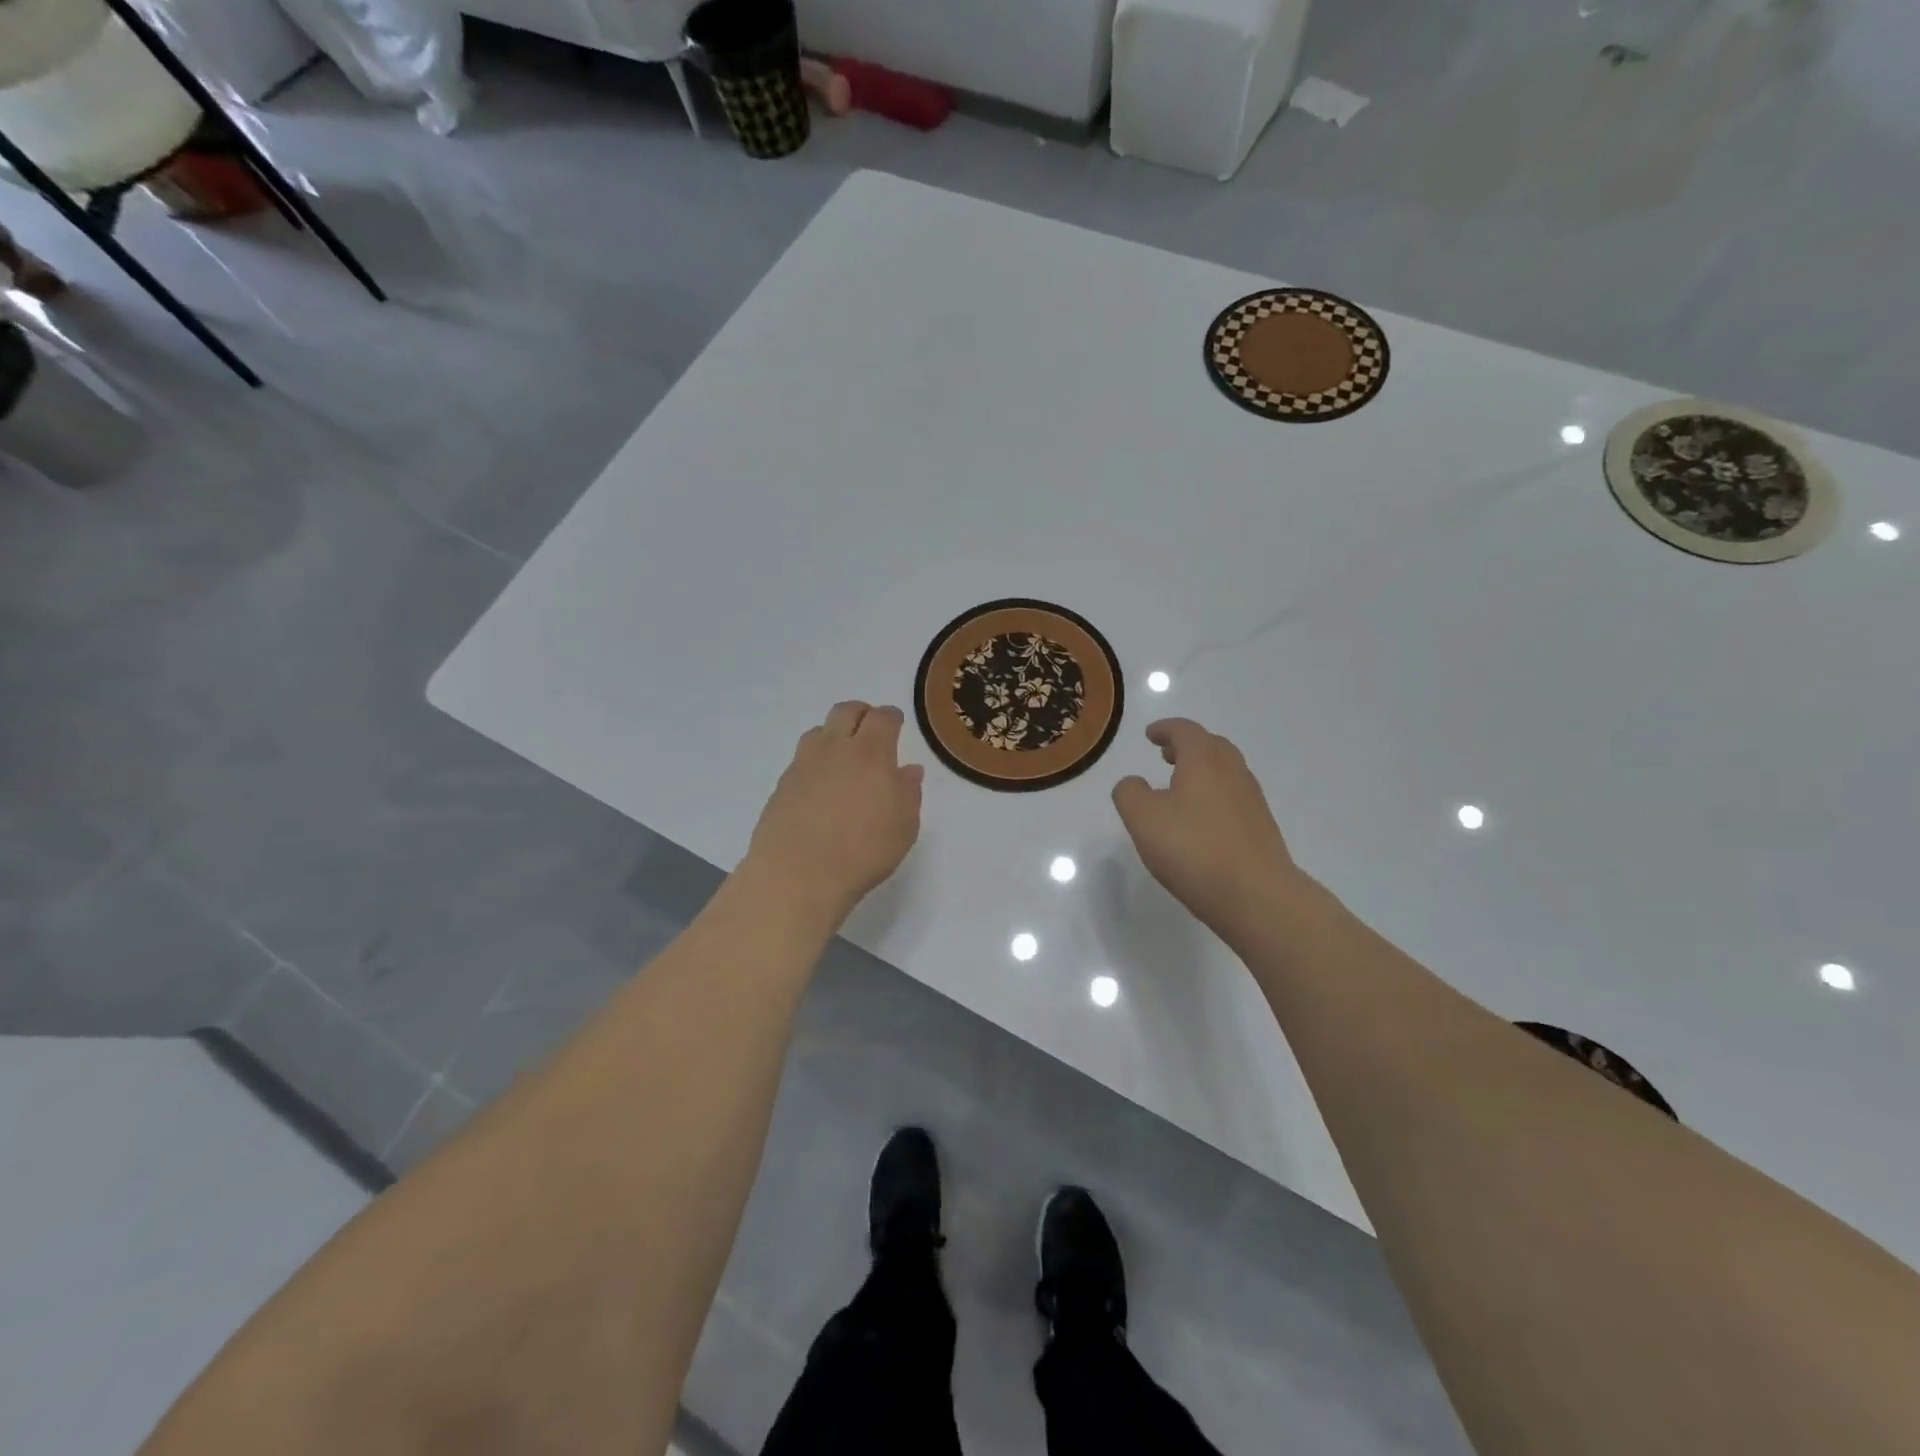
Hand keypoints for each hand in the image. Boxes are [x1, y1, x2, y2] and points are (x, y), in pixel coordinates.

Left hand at [743, 701, 923, 920]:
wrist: (797, 874)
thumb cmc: (863, 852)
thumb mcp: (903, 828)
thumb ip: (908, 794)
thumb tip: (909, 771)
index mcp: (871, 753)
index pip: (883, 718)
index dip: (892, 717)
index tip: (896, 724)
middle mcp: (835, 749)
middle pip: (846, 711)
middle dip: (861, 714)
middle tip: (870, 730)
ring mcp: (803, 764)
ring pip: (818, 731)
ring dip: (833, 735)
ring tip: (842, 758)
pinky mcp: (782, 785)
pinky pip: (801, 759)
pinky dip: (814, 763)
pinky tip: (820, 787)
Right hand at [1112, 718, 1301, 930]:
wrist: (1256, 896)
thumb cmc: (1193, 849)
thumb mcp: (1143, 818)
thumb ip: (1129, 793)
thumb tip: (1134, 783)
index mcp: (1204, 761)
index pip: (1185, 731)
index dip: (1165, 729)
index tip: (1150, 735)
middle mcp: (1233, 772)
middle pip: (1211, 746)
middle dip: (1187, 746)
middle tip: (1166, 754)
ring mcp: (1252, 800)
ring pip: (1225, 772)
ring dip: (1202, 771)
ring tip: (1180, 787)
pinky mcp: (1260, 828)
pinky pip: (1233, 798)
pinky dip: (1213, 795)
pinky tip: (1200, 820)